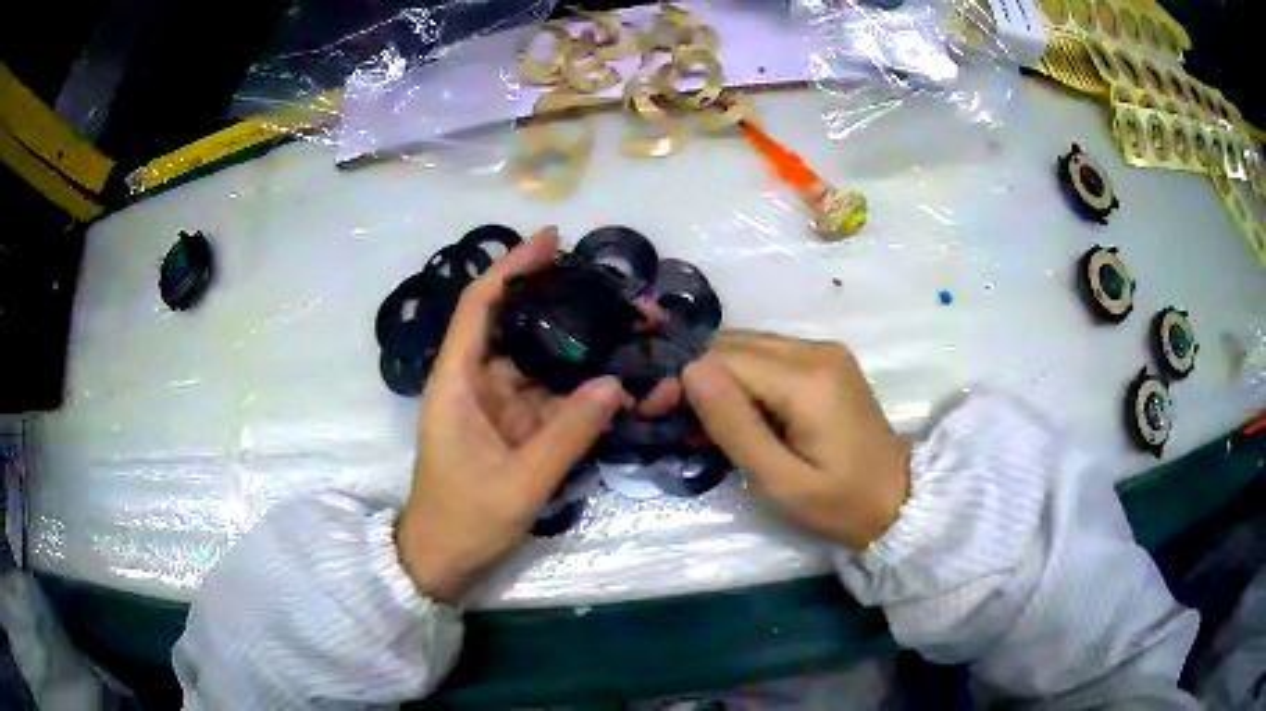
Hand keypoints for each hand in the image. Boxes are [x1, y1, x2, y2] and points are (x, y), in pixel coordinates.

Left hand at [396, 228, 626, 603]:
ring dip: (589, 349)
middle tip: (621, 294)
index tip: (552, 241)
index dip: (513, 268)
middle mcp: (479, 381)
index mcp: (458, 381)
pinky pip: (558, 398)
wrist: (444, 561)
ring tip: (637, 331)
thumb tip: (616, 385)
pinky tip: (626, 381)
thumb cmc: (463, 520)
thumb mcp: (516, 484)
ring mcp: (503, 405)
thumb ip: (566, 437)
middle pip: (522, 326)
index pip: (480, 306)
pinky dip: (590, 390)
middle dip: (570, 305)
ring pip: (547, 362)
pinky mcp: (521, 427)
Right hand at [682, 331, 909, 551]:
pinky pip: (770, 356)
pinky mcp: (827, 361)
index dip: (684, 382)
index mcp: (808, 380)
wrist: (896, 500)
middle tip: (676, 421)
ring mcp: (825, 351)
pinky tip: (739, 412)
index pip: (725, 359)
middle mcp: (816, 350)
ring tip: (706, 423)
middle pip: (735, 345)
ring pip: (749, 346)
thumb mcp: (779, 481)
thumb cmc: (839, 503)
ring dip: (719, 378)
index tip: (656, 414)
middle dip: (697, 377)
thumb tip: (690, 370)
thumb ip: (734, 425)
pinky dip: (744, 379)